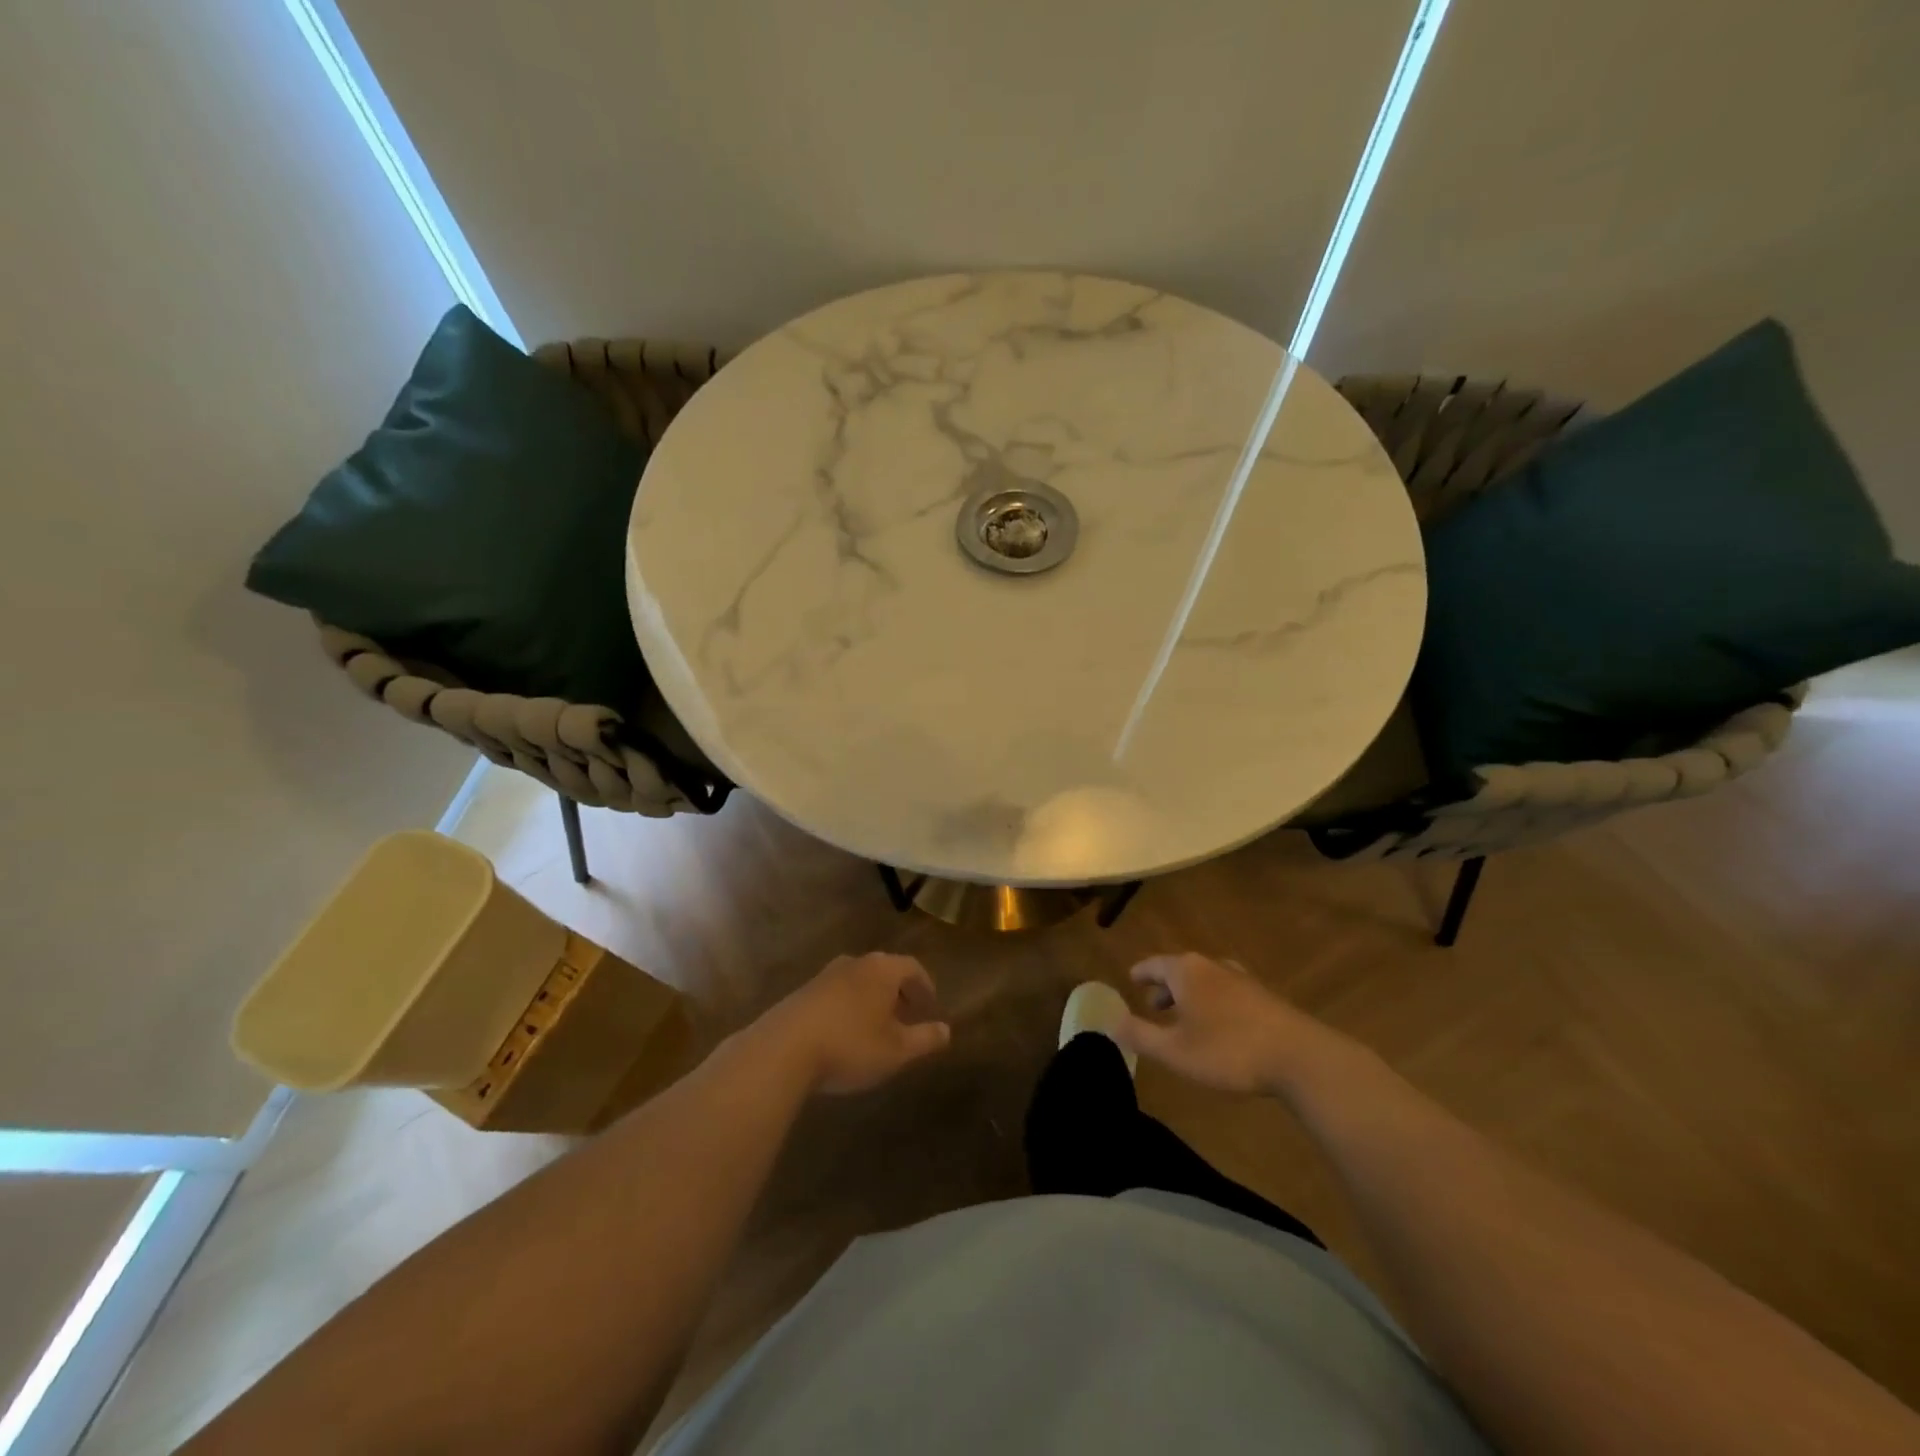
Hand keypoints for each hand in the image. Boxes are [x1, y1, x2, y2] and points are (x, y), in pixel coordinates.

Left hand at [751, 953, 951, 1095]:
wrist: (783, 1050)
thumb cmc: (850, 1046)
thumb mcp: (896, 1051)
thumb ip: (924, 1039)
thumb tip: (947, 1030)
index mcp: (882, 970)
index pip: (912, 968)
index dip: (925, 986)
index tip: (930, 1006)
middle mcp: (854, 963)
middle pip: (884, 970)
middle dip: (898, 992)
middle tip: (906, 1015)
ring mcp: (824, 976)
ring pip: (858, 981)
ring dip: (871, 999)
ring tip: (876, 1026)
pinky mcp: (802, 993)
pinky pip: (836, 994)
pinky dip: (848, 1007)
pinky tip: (844, 1033)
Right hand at [1113, 953, 1325, 1095]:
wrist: (1300, 1057)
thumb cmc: (1228, 1050)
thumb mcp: (1175, 1051)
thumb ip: (1140, 1035)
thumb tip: (1110, 1021)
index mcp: (1186, 971)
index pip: (1154, 964)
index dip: (1140, 973)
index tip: (1130, 980)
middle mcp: (1212, 966)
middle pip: (1180, 970)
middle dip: (1164, 987)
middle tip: (1153, 1005)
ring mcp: (1242, 979)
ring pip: (1205, 981)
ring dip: (1190, 996)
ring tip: (1184, 1018)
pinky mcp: (1264, 997)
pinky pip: (1226, 992)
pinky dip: (1213, 1003)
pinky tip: (1219, 1027)